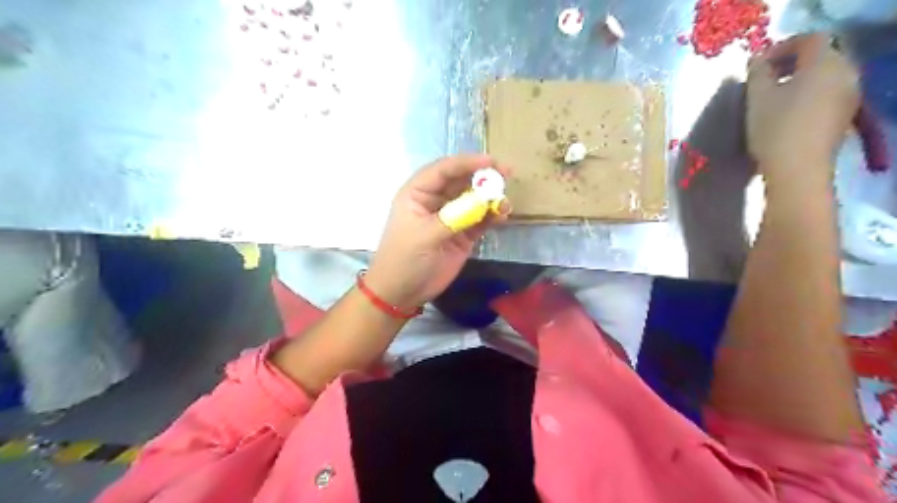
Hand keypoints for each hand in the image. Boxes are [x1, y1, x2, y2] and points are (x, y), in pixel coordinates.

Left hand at [361, 155, 506, 309]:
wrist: (402, 292)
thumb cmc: (404, 259)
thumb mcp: (425, 235)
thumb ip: (455, 217)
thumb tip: (484, 200)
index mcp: (418, 193)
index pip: (444, 170)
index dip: (466, 163)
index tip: (491, 162)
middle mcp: (436, 200)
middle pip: (462, 181)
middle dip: (483, 177)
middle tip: (507, 174)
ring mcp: (451, 217)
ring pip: (474, 200)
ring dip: (490, 199)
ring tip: (505, 203)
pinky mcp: (463, 234)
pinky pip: (480, 220)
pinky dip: (492, 216)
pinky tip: (502, 216)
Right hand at [743, 33, 861, 181]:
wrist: (797, 170)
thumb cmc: (774, 129)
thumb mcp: (756, 98)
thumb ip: (757, 73)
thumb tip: (758, 60)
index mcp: (825, 63)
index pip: (809, 39)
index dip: (782, 46)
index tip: (758, 65)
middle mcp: (845, 73)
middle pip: (821, 56)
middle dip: (792, 63)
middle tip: (764, 80)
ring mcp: (849, 95)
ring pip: (825, 76)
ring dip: (800, 80)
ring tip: (773, 98)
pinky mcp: (844, 115)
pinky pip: (828, 93)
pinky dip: (809, 95)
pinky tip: (788, 113)